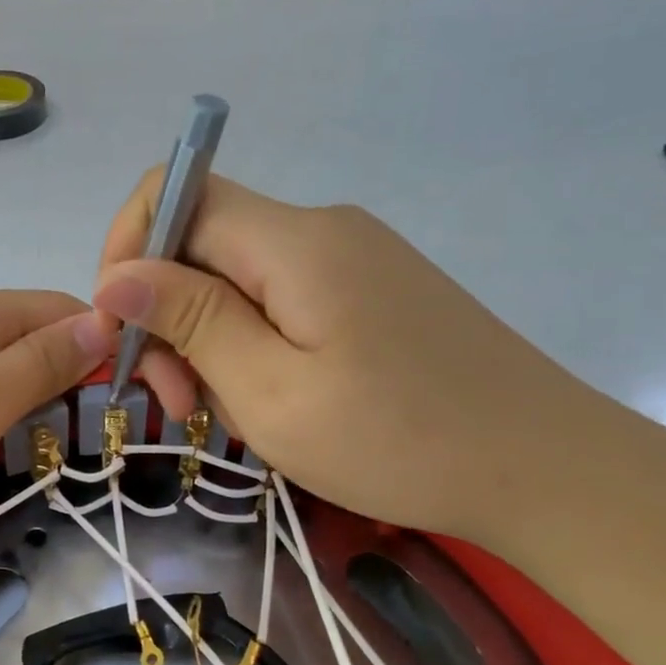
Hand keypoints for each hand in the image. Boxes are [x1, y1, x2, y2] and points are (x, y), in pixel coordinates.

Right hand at [93, 173, 623, 542]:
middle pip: (204, 244)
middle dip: (168, 316)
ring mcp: (352, 261)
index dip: (128, 248)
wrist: (546, 470)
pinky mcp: (370, 294)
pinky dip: (251, 348)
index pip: (177, 194)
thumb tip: (119, 275)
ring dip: (209, 342)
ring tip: (229, 416)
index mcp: (295, 241)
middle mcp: (322, 231)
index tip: (121, 331)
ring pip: (237, 281)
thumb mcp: (272, 391)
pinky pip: (279, 303)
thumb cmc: (398, 440)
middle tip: (179, 404)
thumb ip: (192, 320)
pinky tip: (270, 403)